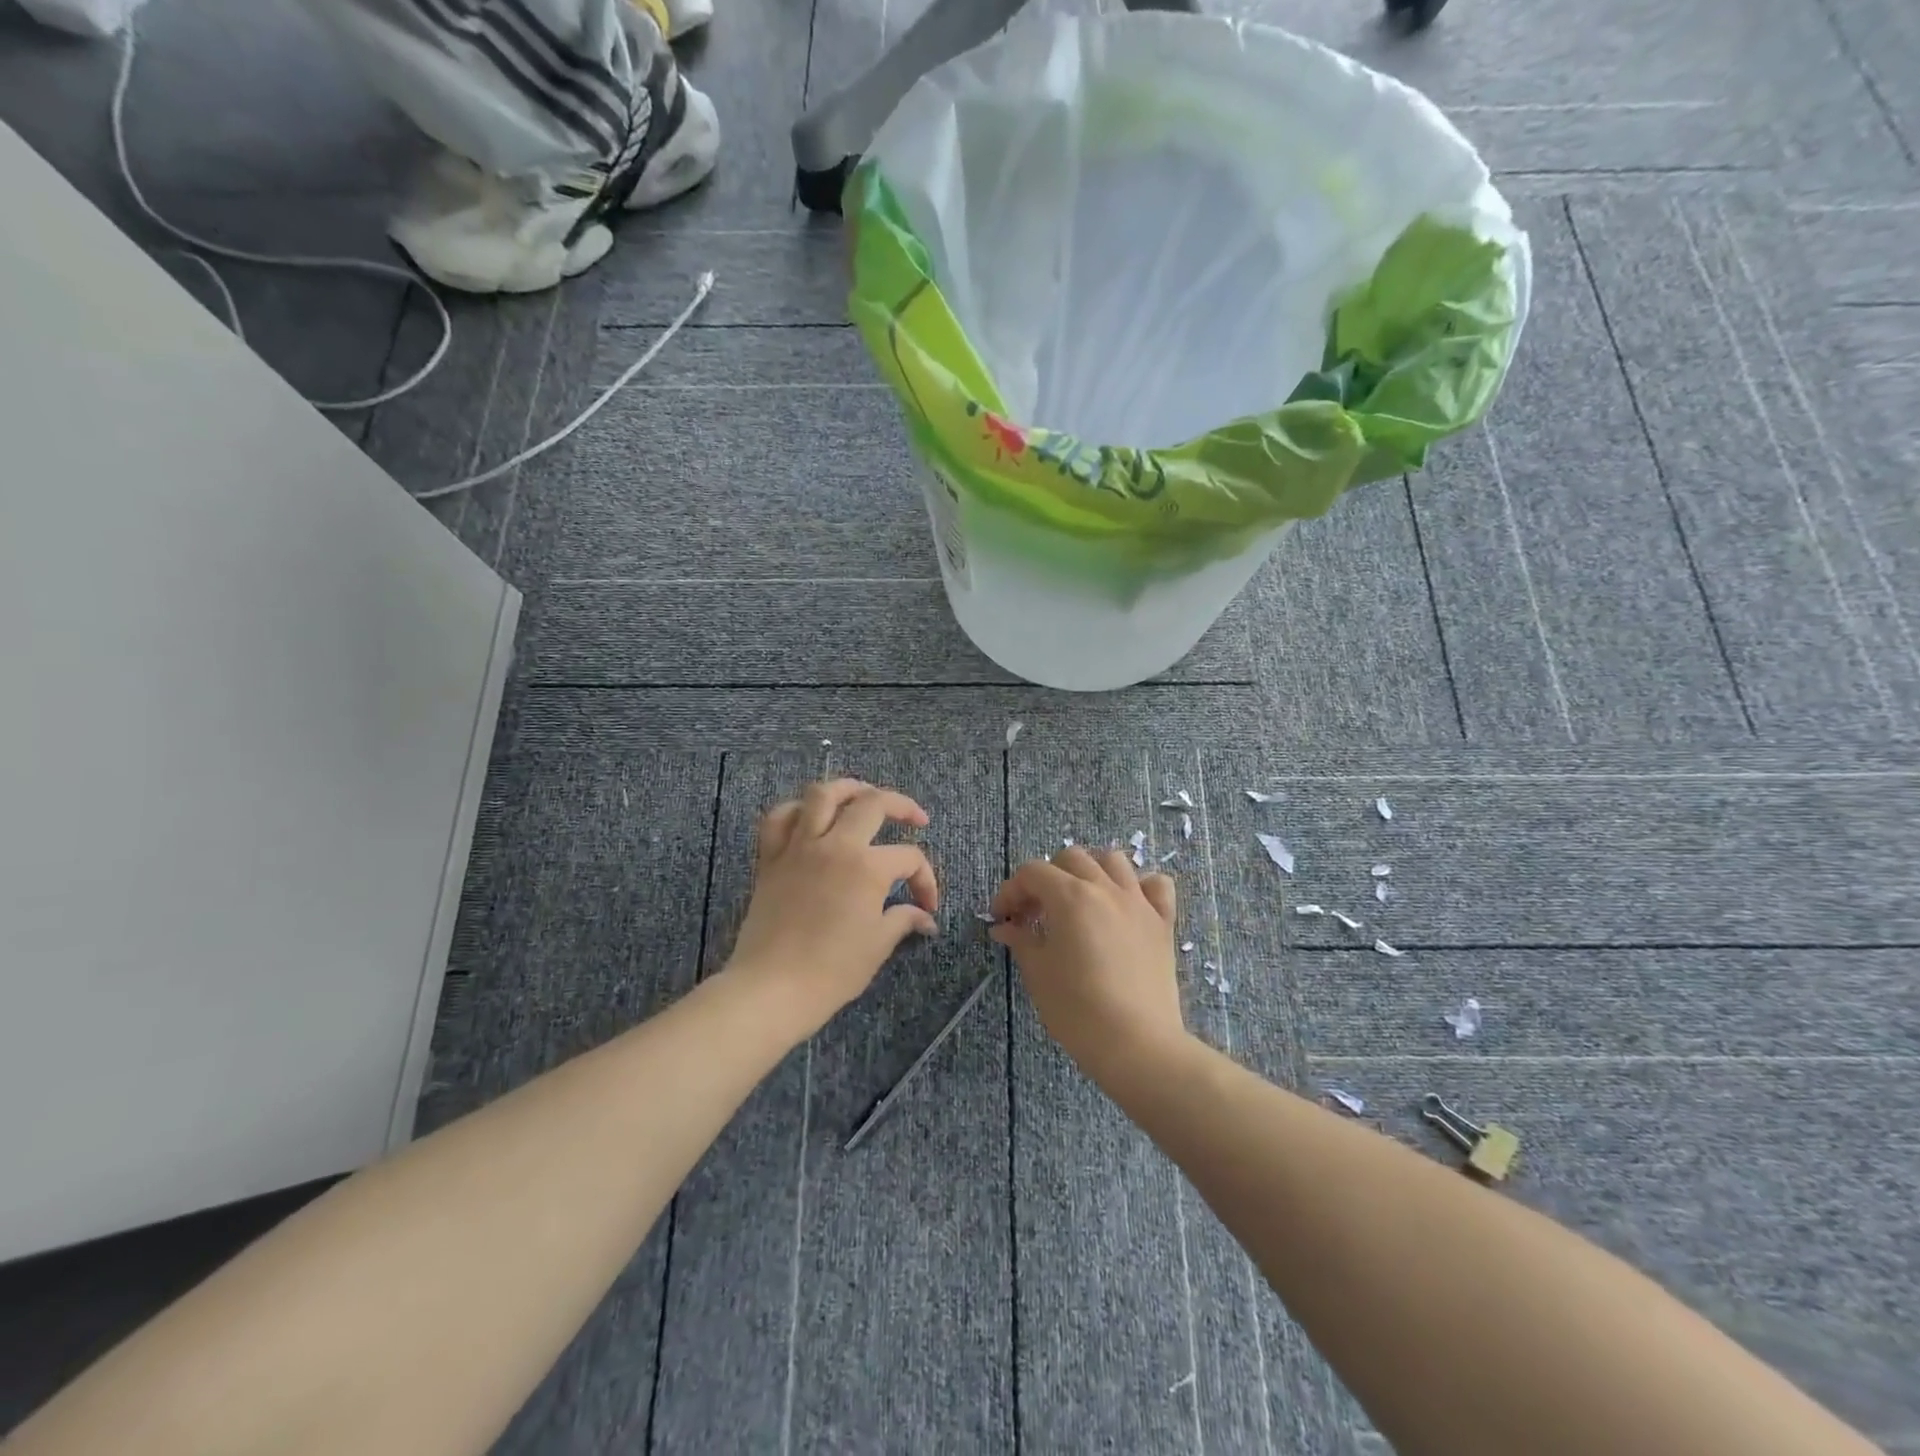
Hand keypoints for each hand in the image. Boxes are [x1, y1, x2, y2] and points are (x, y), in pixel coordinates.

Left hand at [725, 779, 939, 1038]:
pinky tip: (810, 817)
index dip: (925, 879)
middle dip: (901, 806)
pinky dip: (796, 810)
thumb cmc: (831, 971)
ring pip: (822, 794)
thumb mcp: (877, 945)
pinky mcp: (770, 858)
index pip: (909, 857)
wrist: (771, 989)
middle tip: (915, 819)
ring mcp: (799, 847)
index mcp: (867, 867)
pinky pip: (779, 817)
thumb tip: (924, 918)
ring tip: (863, 796)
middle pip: (873, 803)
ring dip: (848, 788)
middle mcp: (835, 845)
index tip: (927, 906)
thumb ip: (902, 920)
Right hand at [988, 846, 1185, 1085]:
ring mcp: (1138, 902)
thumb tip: (1005, 927)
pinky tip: (1127, 905)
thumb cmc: (1077, 1010)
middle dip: (1047, 878)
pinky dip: (1141, 886)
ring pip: (1113, 861)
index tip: (1003, 918)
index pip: (1032, 873)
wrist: (1136, 1044)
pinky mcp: (1163, 922)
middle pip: (1071, 858)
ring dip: (1091, 871)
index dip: (1011, 891)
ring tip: (1080, 900)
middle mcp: (1105, 888)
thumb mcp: (1038, 974)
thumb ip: (1021, 940)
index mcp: (1070, 896)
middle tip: (1036, 912)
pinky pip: (1157, 885)